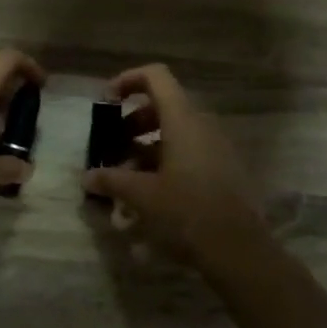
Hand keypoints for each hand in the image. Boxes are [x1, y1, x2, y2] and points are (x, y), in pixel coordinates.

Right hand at [81, 63, 268, 268]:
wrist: (239, 251)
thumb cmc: (186, 212)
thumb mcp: (141, 196)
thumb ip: (111, 180)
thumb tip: (87, 177)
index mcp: (183, 121)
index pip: (156, 77)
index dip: (128, 80)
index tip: (106, 102)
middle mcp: (202, 126)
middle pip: (162, 107)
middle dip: (131, 123)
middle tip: (111, 148)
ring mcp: (216, 148)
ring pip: (174, 133)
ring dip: (144, 147)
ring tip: (124, 178)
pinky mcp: (223, 170)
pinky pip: (188, 153)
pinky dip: (164, 163)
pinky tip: (148, 195)